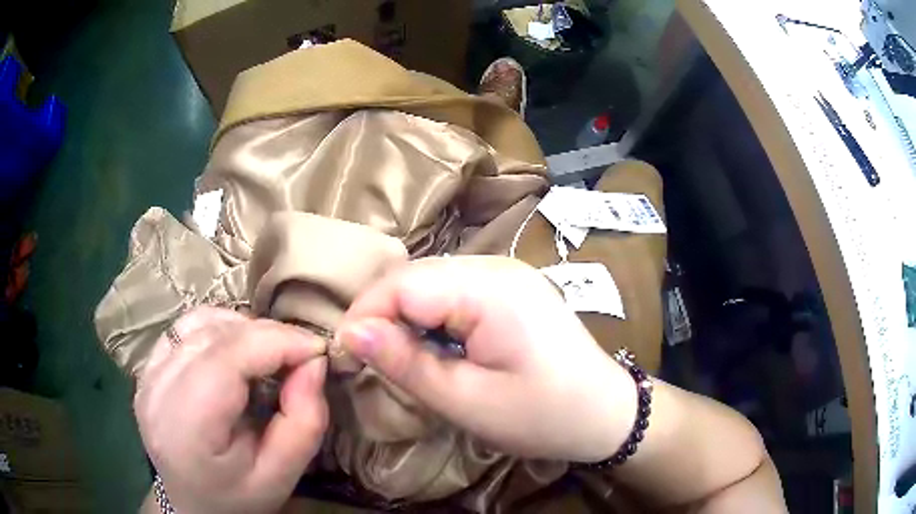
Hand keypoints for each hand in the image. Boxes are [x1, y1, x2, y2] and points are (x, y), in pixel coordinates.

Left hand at [135, 307, 328, 513]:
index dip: (277, 341)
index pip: (227, 358)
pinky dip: (221, 328)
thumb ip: (304, 423)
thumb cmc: (238, 498)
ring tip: (270, 357)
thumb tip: (314, 362)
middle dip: (268, 335)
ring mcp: (147, 373)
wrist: (193, 504)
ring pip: (201, 321)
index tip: (317, 350)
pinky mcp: (149, 366)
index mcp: (186, 428)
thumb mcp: (281, 476)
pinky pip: (187, 326)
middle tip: (302, 358)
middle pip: (215, 334)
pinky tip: (237, 353)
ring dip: (245, 330)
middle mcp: (157, 390)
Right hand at [336, 256, 636, 462]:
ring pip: (431, 281)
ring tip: (394, 357)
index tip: (344, 356)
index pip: (402, 284)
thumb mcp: (467, 401)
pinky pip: (453, 289)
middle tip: (365, 360)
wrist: (605, 414)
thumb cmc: (542, 416)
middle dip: (381, 315)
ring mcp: (507, 272)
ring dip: (404, 316)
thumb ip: (405, 363)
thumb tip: (349, 333)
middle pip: (415, 276)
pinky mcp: (511, 287)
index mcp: (490, 289)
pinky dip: (430, 316)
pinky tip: (432, 346)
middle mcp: (497, 266)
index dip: (364, 316)